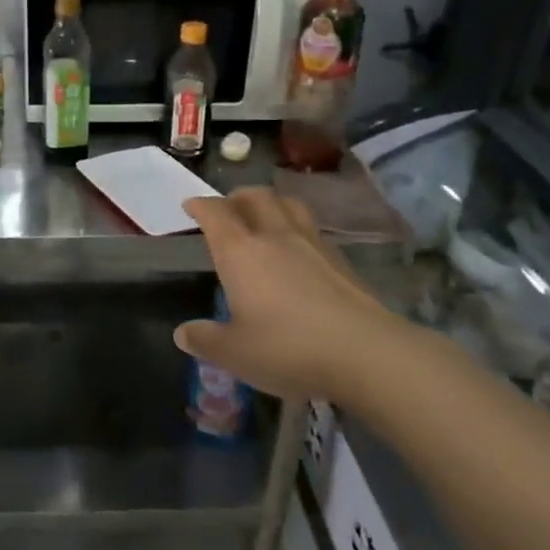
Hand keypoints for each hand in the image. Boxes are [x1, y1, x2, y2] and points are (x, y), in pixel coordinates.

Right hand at [177, 188, 415, 403]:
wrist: (366, 353)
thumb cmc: (287, 348)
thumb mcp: (234, 353)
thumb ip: (205, 340)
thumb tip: (183, 333)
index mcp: (240, 252)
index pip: (215, 214)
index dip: (200, 206)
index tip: (191, 206)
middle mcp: (275, 237)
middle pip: (256, 197)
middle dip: (237, 197)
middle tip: (227, 207)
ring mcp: (313, 244)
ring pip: (289, 206)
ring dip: (271, 204)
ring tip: (264, 216)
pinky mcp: (342, 261)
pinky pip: (312, 229)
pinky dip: (297, 228)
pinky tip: (298, 251)